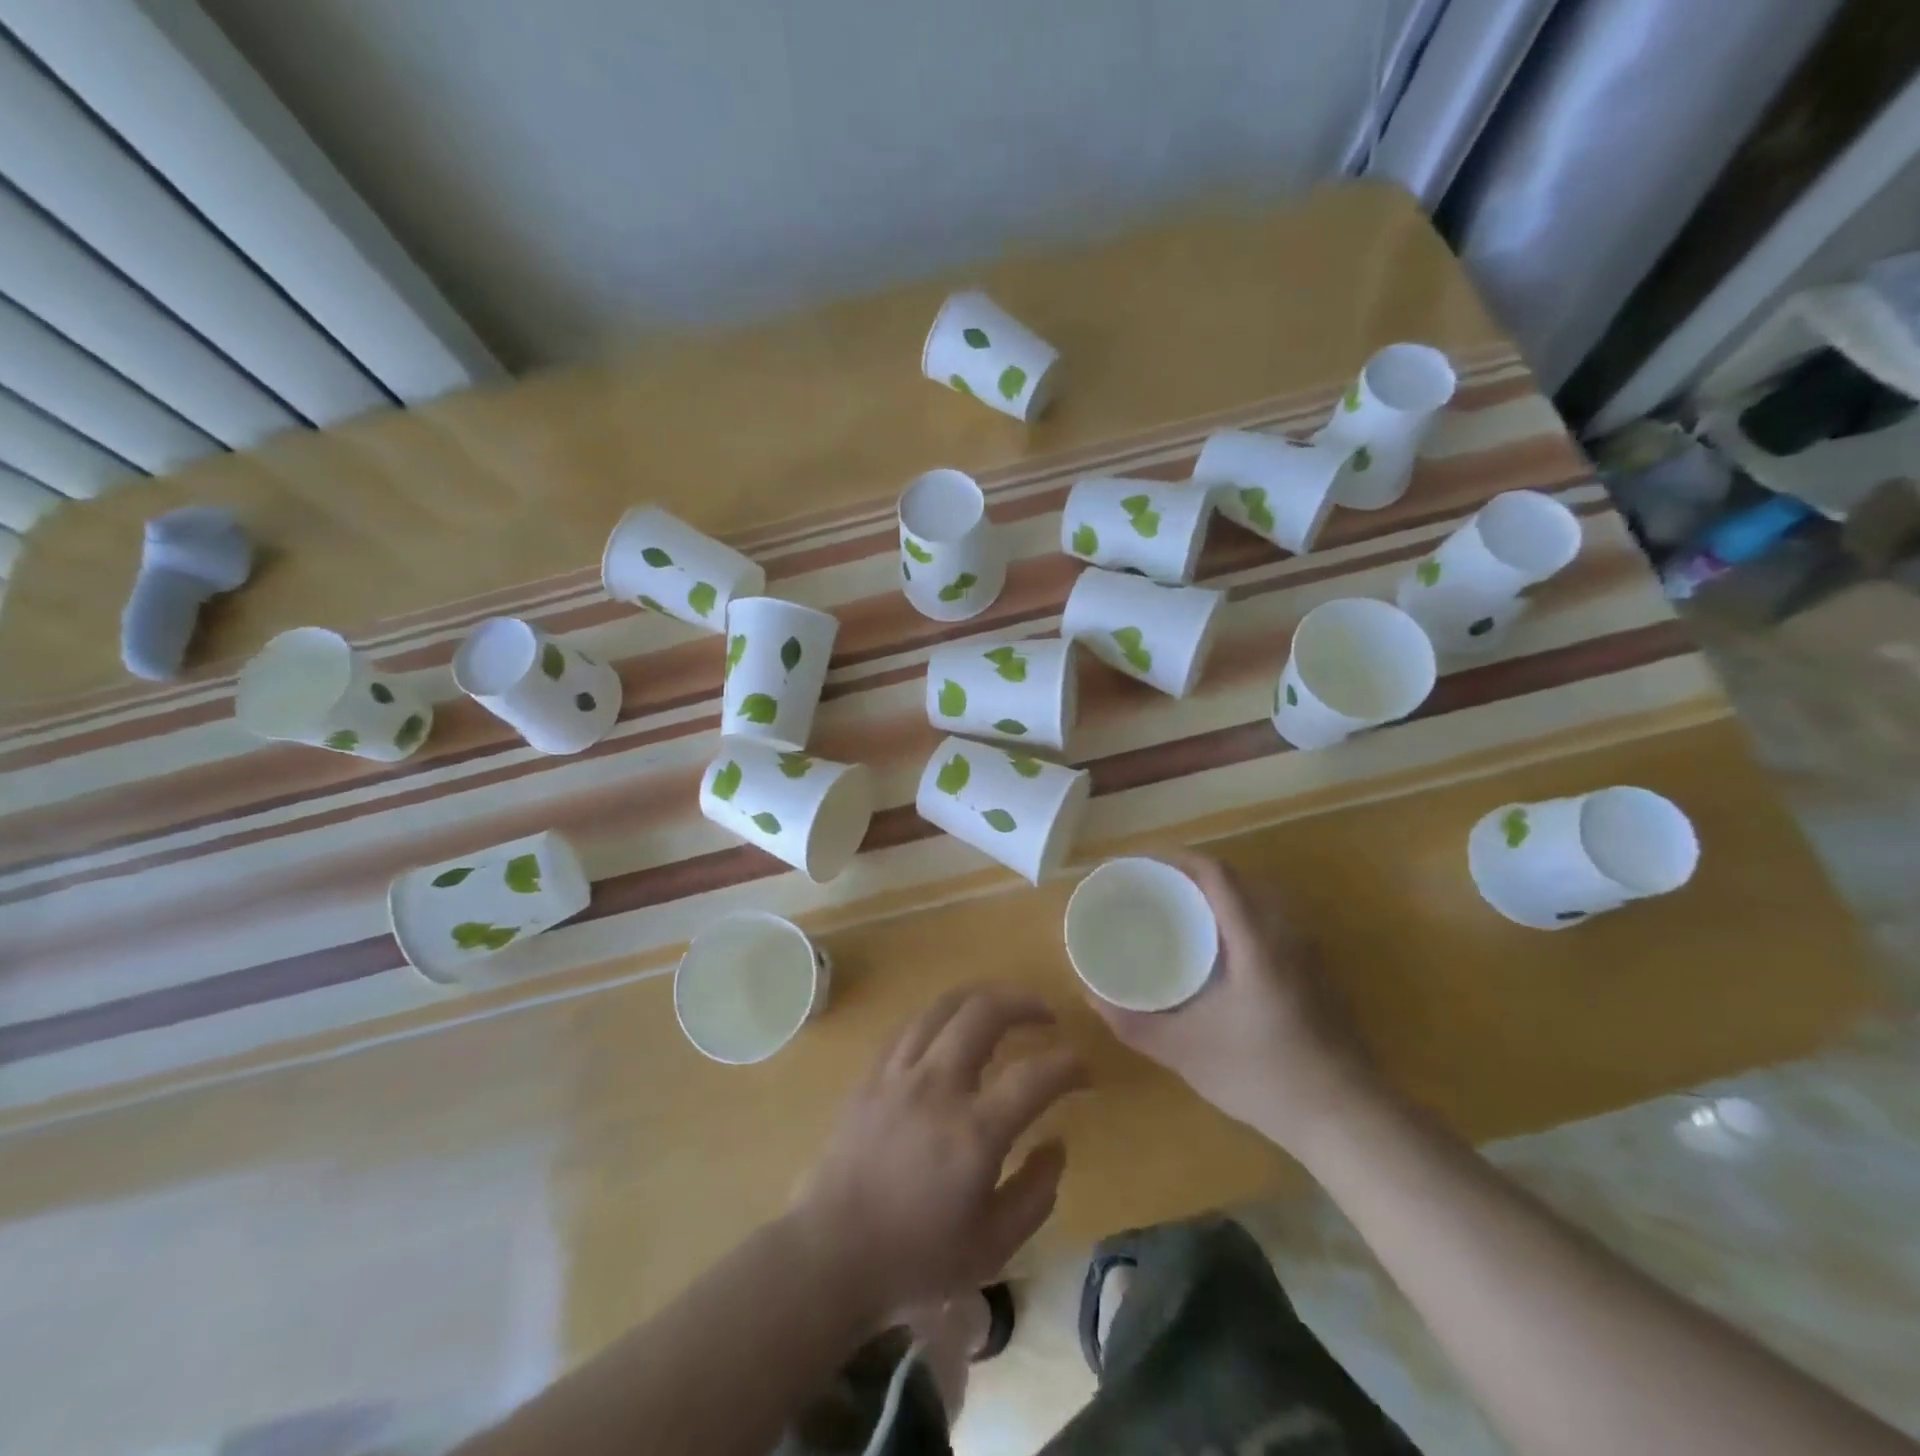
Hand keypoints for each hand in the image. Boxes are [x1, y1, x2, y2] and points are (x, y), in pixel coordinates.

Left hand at [791, 985, 1087, 1320]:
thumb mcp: (993, 1247)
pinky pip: (912, 1024)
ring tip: (1003, 1008)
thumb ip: (1036, 1194)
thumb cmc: (916, 1258)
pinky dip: (942, 1016)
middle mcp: (937, 1086)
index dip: (1068, 1065)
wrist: (832, 1254)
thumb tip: (1056, 1144)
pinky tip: (953, 1029)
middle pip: (985, 1012)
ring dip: (982, 998)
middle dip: (1024, 1002)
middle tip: (1046, 1016)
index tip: (1083, 1071)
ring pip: (944, 1006)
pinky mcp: (872, 1074)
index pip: (1035, 1076)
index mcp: (973, 1133)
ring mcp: (899, 1073)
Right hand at [1091, 852, 1389, 1161]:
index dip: (1174, 859)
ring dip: (1213, 897)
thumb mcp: (1185, 1052)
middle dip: (1187, 875)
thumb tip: (1091, 994)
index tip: (1137, 866)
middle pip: (1233, 879)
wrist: (1348, 1119)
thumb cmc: (1263, 1076)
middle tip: (1148, 892)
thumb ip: (1134, 1023)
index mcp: (1254, 938)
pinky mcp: (1313, 972)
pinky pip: (1267, 923)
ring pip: (1253, 901)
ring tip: (1174, 914)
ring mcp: (1304, 951)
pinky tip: (1215, 953)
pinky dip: (1234, 918)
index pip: (1214, 873)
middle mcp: (1283, 932)